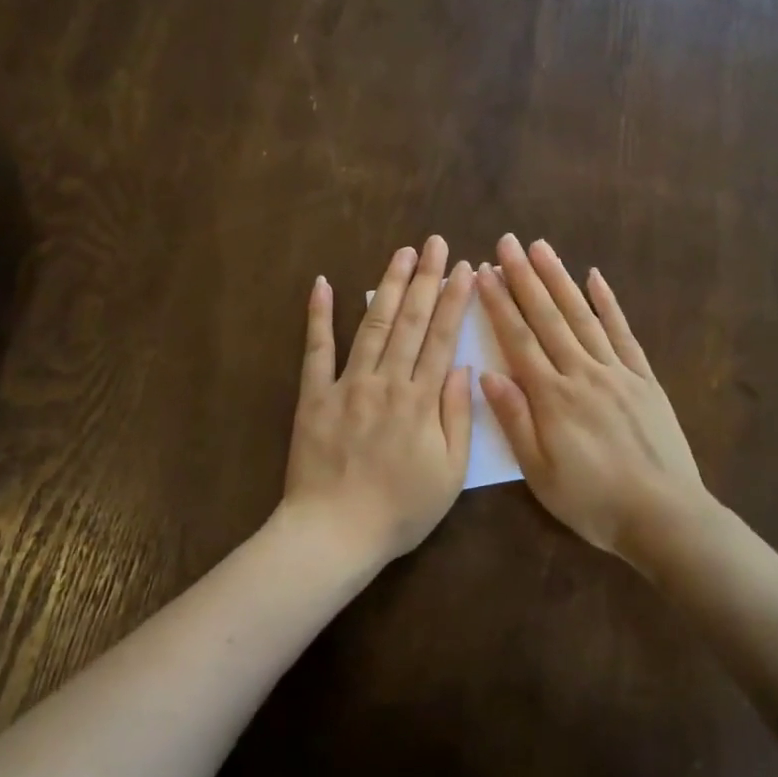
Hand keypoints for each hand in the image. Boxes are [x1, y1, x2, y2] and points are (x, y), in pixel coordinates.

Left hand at [282, 236, 474, 566]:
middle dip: (425, 279)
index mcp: (421, 401)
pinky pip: (316, 350)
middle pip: (409, 321)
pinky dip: (319, 316)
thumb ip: (457, 417)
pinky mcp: (314, 395)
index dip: (454, 300)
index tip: (464, 268)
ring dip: (388, 286)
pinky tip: (323, 284)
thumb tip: (462, 368)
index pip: (441, 338)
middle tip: (435, 243)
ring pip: (372, 325)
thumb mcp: (449, 474)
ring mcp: (346, 384)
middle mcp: (386, 382)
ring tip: (401, 253)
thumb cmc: (400, 510)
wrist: (334, 533)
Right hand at [476, 234, 711, 557]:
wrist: (664, 516)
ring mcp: (617, 372)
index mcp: (552, 398)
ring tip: (541, 248)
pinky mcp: (644, 378)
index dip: (499, 304)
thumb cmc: (593, 501)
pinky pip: (623, 333)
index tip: (483, 273)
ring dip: (560, 279)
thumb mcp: (540, 473)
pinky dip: (608, 303)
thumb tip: (487, 374)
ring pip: (582, 316)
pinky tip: (595, 278)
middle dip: (525, 278)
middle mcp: (582, 373)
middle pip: (548, 318)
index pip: (518, 340)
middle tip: (507, 242)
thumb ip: (515, 421)